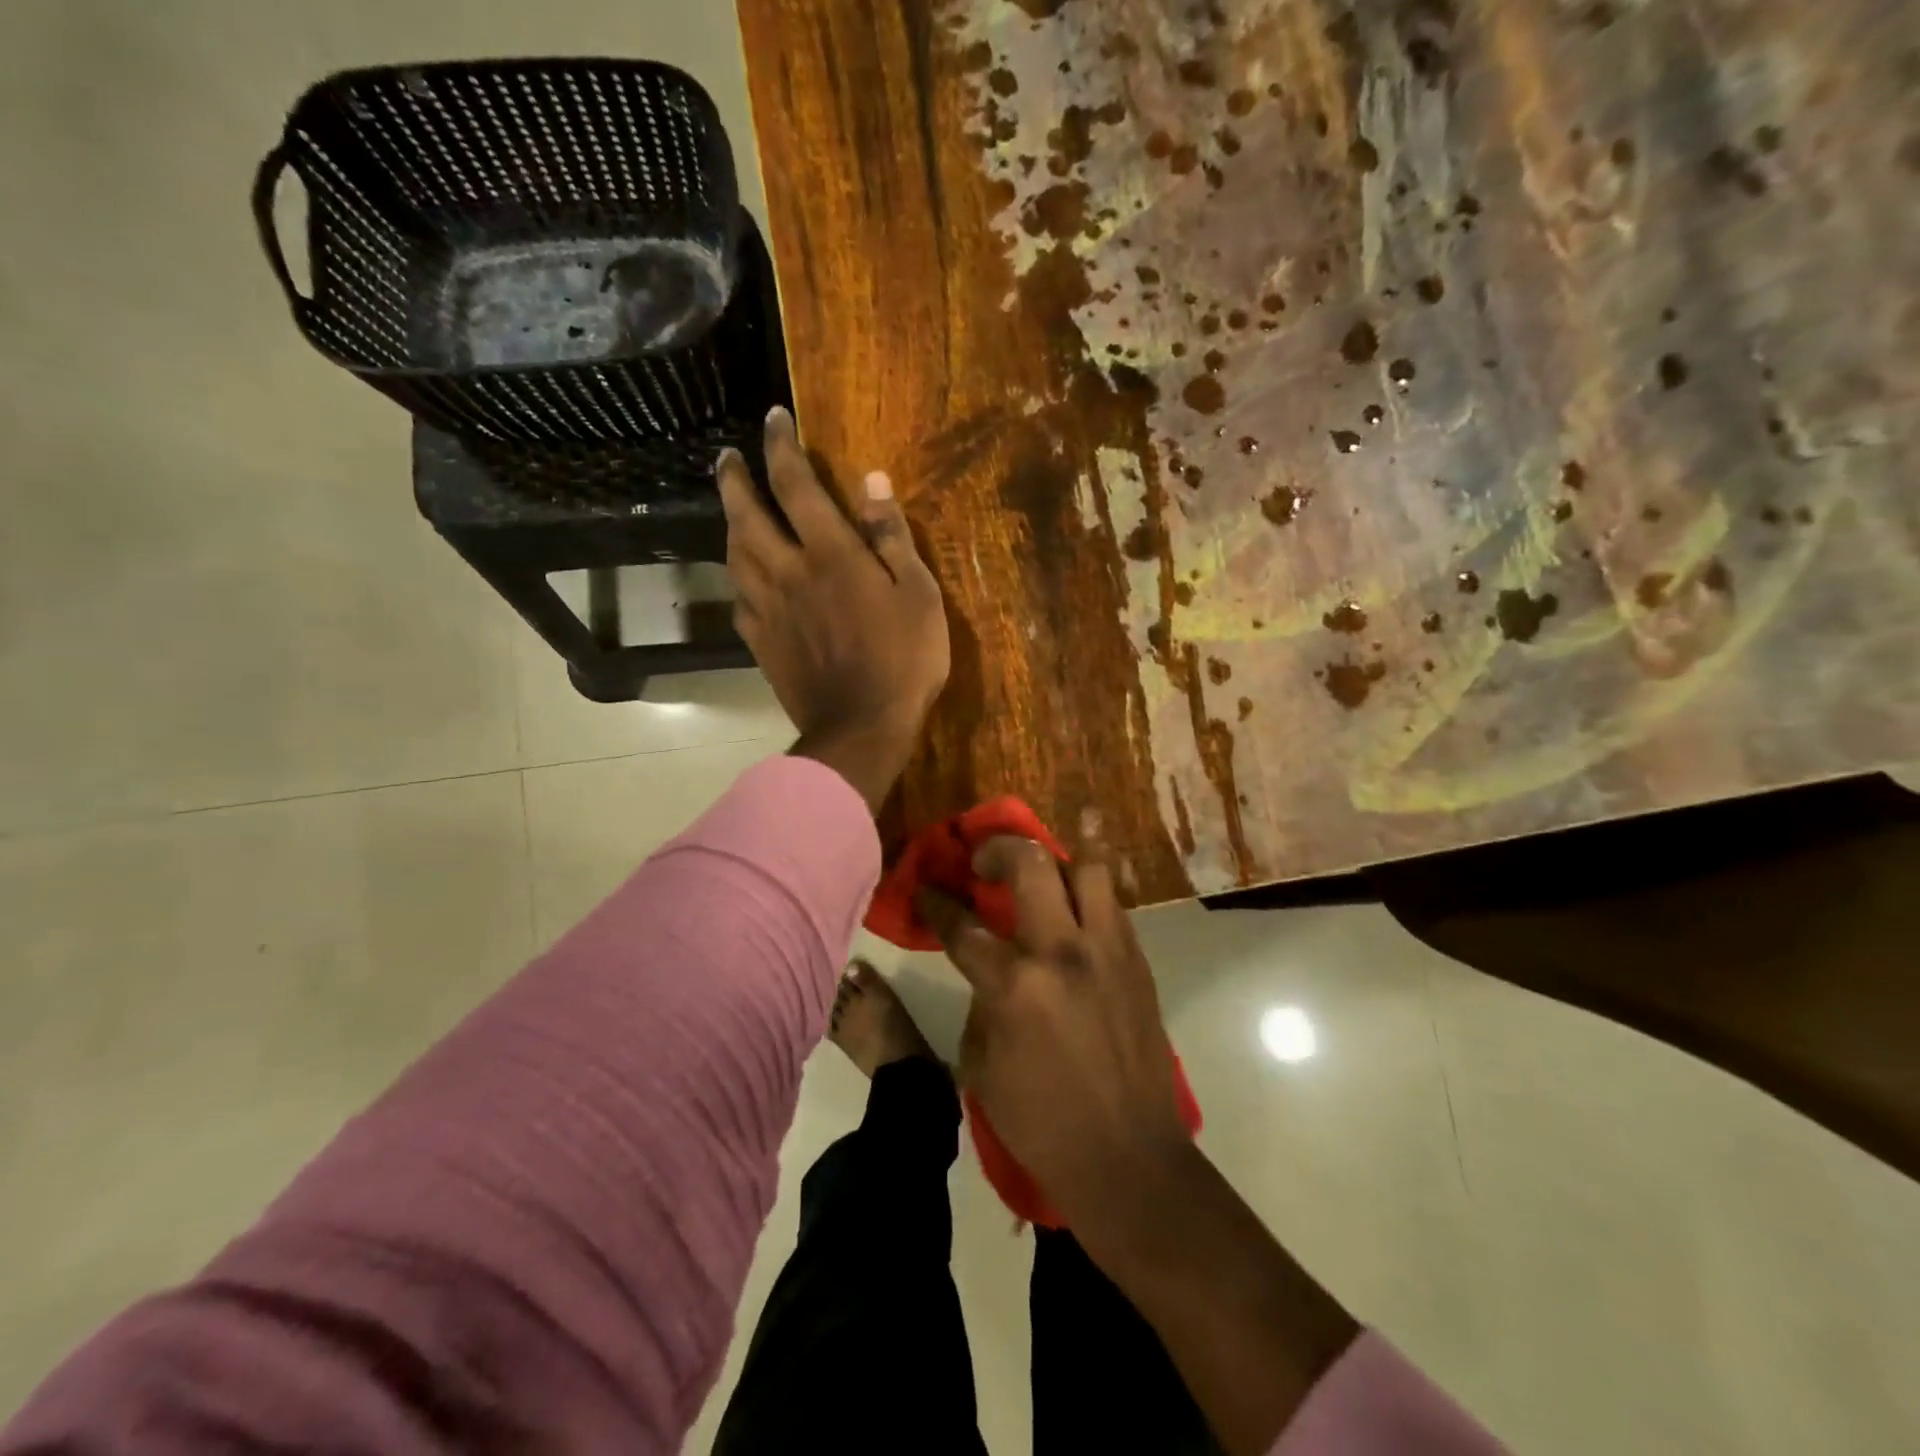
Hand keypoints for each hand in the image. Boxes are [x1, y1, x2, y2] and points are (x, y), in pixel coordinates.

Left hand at [717, 408, 949, 812]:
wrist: (862, 727)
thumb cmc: (904, 660)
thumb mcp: (919, 594)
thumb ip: (892, 536)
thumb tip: (873, 480)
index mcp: (830, 554)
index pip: (795, 484)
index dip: (781, 446)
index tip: (773, 419)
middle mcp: (788, 572)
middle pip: (747, 514)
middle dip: (734, 479)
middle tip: (727, 458)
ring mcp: (768, 609)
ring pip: (735, 555)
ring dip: (729, 524)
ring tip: (732, 510)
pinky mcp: (761, 643)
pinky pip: (738, 600)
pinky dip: (737, 579)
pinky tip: (742, 578)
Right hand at [918, 836, 1193, 1247]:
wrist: (1129, 1159)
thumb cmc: (1042, 1124)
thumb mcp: (982, 1066)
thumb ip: (981, 1002)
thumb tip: (988, 970)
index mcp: (1015, 986)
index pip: (964, 925)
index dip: (937, 902)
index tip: (926, 889)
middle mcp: (1063, 952)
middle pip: (1031, 864)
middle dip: (998, 850)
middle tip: (985, 863)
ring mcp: (1108, 951)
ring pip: (1085, 870)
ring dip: (1055, 869)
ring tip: (1041, 887)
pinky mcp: (1138, 962)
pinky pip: (1111, 907)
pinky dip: (1086, 903)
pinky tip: (1074, 925)